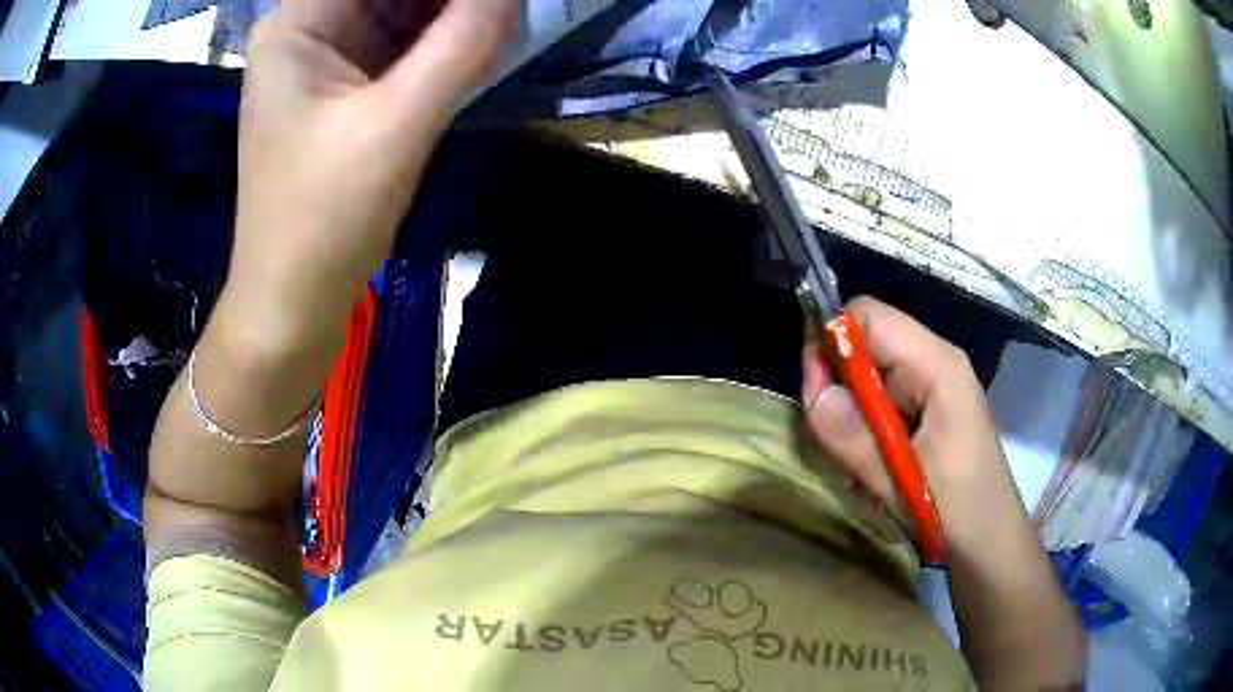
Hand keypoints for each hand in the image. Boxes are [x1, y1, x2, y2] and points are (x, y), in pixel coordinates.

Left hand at [221, 0, 517, 351]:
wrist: (293, 302)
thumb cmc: (324, 219)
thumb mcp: (397, 124)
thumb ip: (462, 42)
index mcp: (297, 23)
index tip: (493, 0)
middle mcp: (308, 27)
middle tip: (508, 9)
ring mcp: (327, 55)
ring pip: (404, 6)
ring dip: (456, 12)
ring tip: (503, 21)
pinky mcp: (347, 84)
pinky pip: (405, 41)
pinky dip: (446, 38)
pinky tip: (486, 38)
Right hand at [800, 296, 1027, 555]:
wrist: (991, 543)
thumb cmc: (959, 511)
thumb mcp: (903, 482)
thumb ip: (856, 440)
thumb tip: (814, 395)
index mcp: (936, 364)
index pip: (867, 316)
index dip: (831, 343)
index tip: (815, 397)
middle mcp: (932, 363)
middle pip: (864, 343)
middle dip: (837, 385)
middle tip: (831, 441)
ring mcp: (930, 387)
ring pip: (867, 375)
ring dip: (849, 415)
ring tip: (854, 464)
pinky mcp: (926, 411)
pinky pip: (879, 401)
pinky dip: (863, 430)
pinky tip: (869, 467)